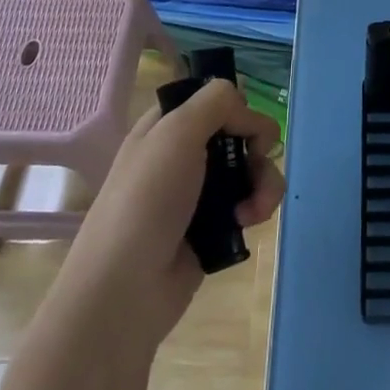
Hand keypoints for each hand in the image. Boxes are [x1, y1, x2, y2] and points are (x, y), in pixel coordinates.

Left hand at [67, 79, 284, 350]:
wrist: (125, 289)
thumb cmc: (147, 200)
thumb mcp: (176, 132)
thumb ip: (217, 103)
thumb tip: (249, 114)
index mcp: (167, 125)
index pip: (215, 99)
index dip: (237, 108)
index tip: (242, 128)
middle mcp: (183, 153)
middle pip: (241, 133)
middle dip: (258, 149)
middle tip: (254, 166)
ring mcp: (199, 192)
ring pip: (252, 168)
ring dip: (264, 182)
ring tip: (255, 209)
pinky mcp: (214, 226)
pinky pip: (250, 203)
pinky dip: (257, 208)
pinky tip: (247, 223)